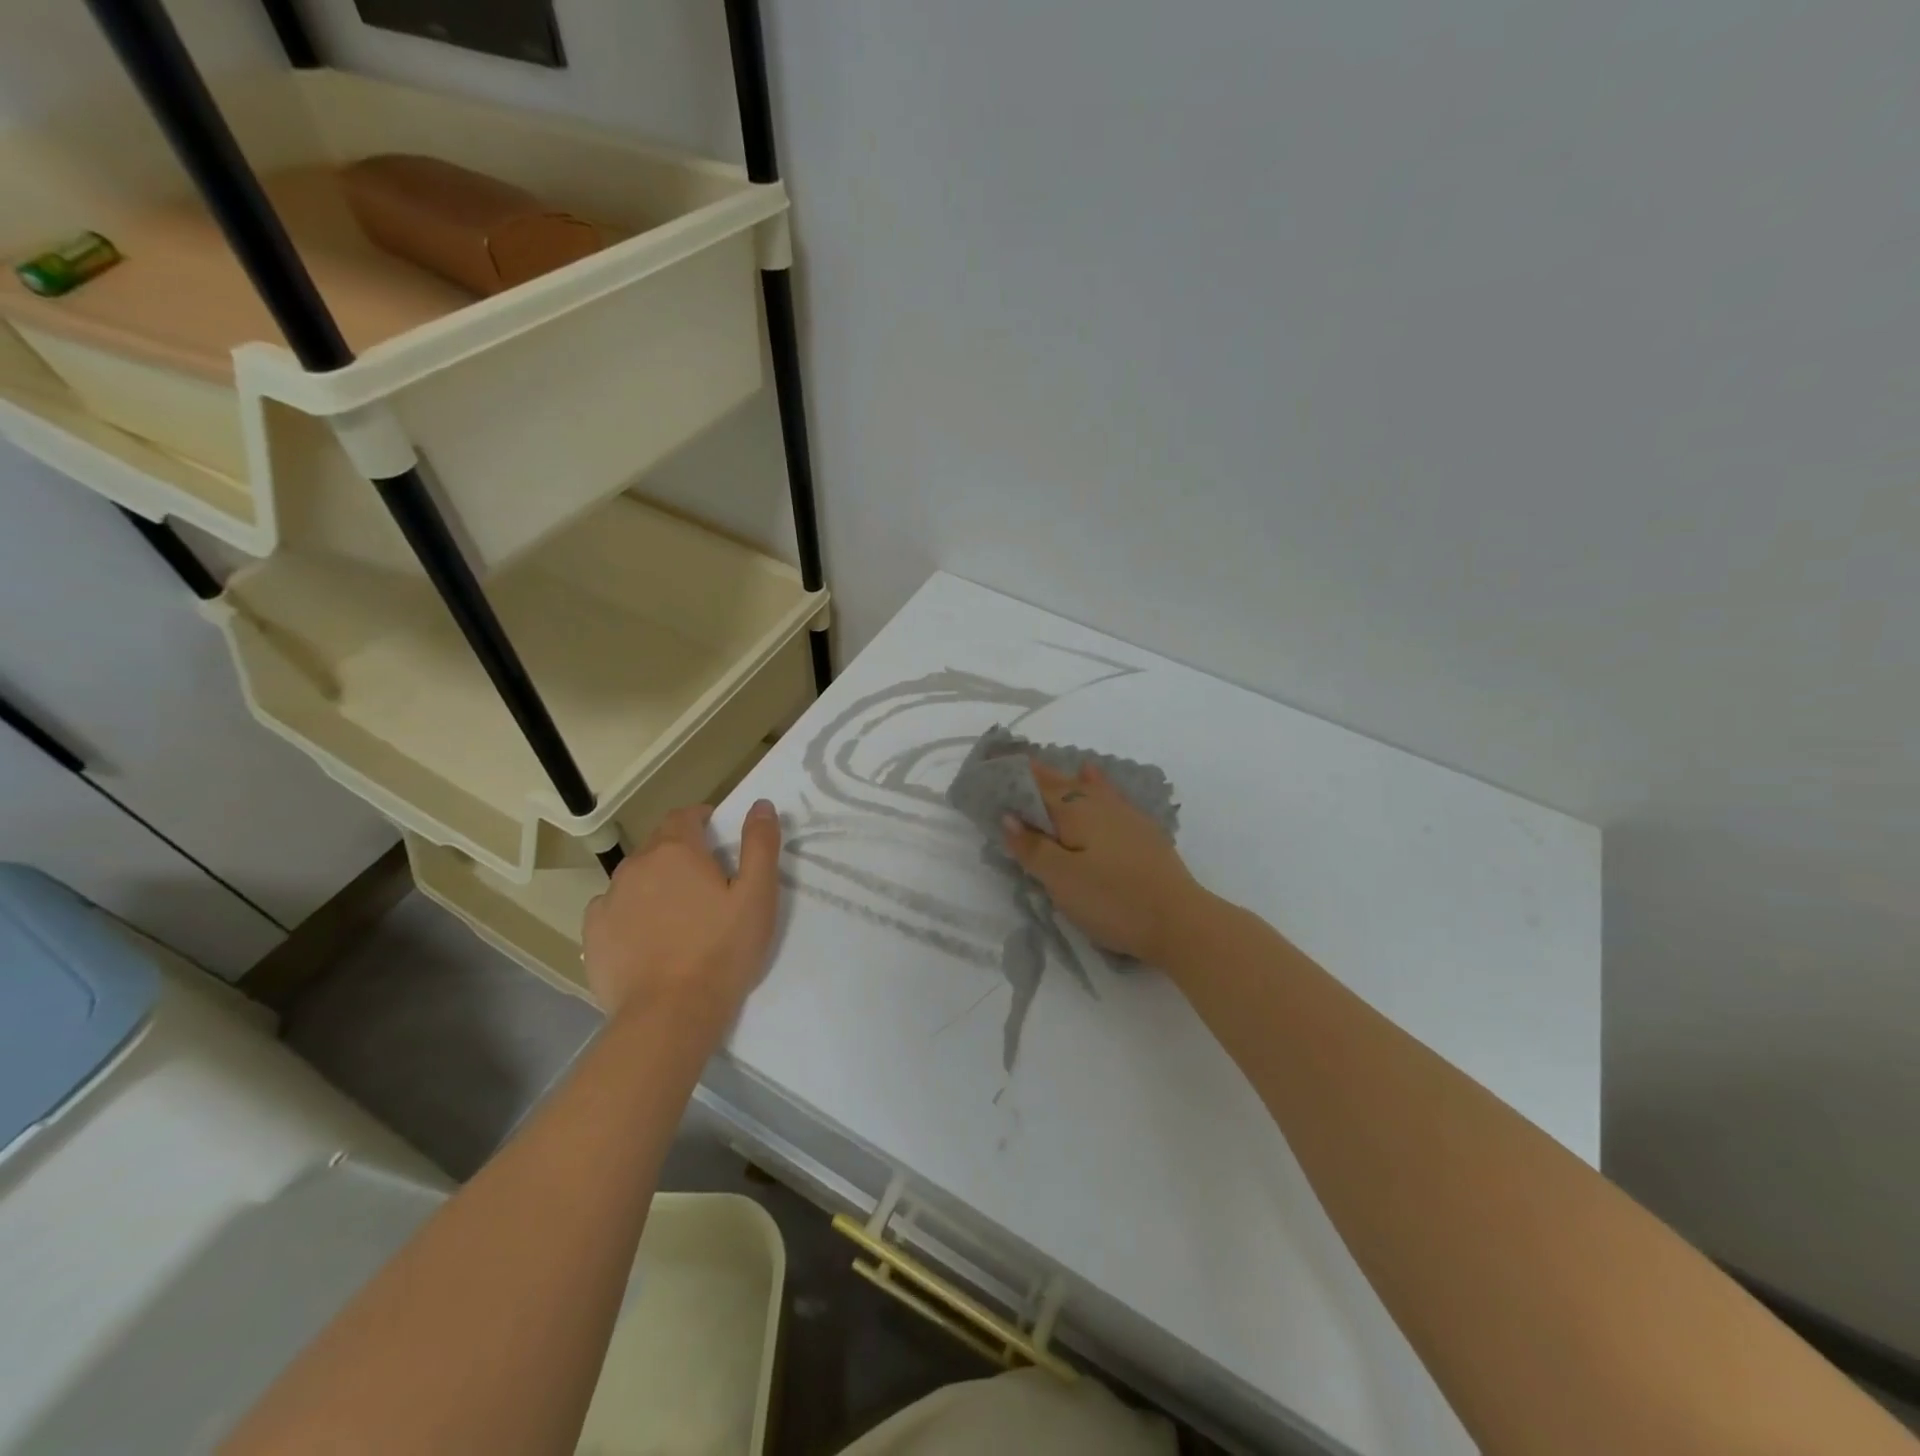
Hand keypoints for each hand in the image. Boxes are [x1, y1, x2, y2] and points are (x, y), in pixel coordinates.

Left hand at [582, 799, 781, 1031]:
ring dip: (656, 883)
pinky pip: (613, 909)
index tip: (719, 838)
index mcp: (676, 850)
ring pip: (635, 877)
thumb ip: (760, 844)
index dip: (703, 820)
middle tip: (707, 883)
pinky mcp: (593, 934)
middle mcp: (636, 865)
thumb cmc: (722, 950)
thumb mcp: (757, 895)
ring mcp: (609, 899)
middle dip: (681, 853)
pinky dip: (631, 912)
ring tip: (679, 915)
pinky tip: (648, 937)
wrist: (669, 1015)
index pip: (685, 815)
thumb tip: (761, 804)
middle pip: (659, 844)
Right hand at [1002, 761, 1206, 964]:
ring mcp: (1126, 816)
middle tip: (1014, 768)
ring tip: (1049, 768)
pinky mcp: (1143, 833)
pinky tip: (1096, 780)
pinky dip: (1096, 785)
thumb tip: (1008, 816)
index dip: (1013, 778)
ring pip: (1088, 788)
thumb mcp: (1061, 879)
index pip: (1037, 787)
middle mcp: (1100, 804)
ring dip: (1065, 779)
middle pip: (1062, 784)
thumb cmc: (1112, 901)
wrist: (1180, 921)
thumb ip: (1032, 847)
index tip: (991, 766)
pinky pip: (1109, 796)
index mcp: (1076, 810)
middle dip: (1037, 776)